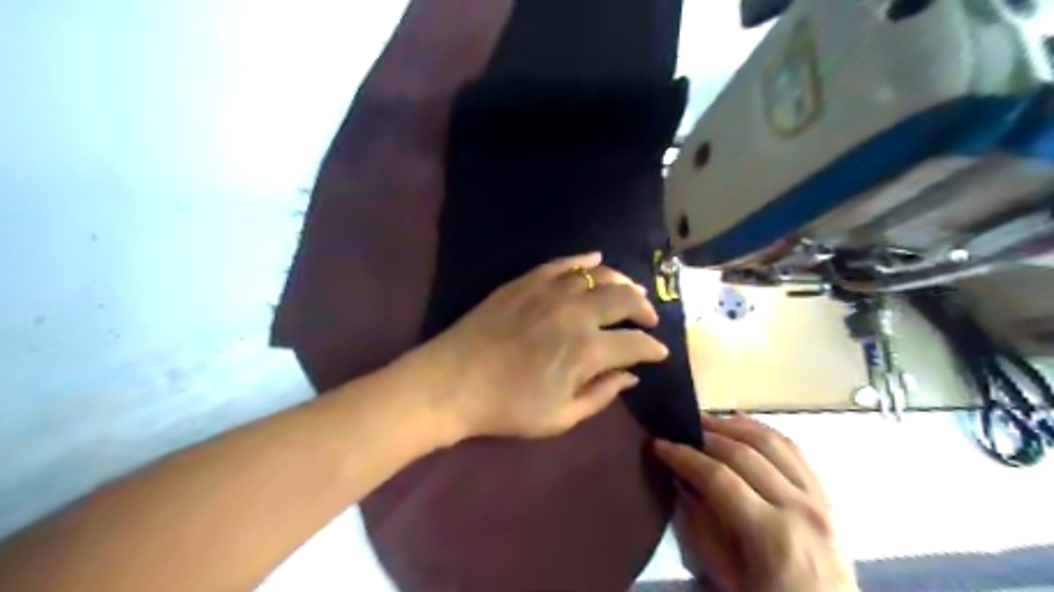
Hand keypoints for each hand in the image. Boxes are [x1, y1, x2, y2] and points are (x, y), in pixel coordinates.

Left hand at [411, 251, 664, 440]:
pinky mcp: (526, 281)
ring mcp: (550, 291)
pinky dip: (584, 261)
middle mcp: (576, 312)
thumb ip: (602, 394)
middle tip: (648, 318)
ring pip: (599, 275)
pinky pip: (563, 263)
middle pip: (625, 298)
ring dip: (621, 282)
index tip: (659, 353)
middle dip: (645, 308)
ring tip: (628, 291)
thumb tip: (631, 376)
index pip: (636, 343)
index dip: (654, 349)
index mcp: (587, 350)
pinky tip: (595, 261)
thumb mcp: (561, 417)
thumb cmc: (507, 407)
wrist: (452, 383)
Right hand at [656, 415, 858, 590]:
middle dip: (705, 435)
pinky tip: (743, 428)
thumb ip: (702, 529)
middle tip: (678, 427)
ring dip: (734, 425)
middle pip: (744, 453)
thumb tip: (681, 483)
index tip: (659, 445)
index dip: (685, 457)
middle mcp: (799, 508)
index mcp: (772, 536)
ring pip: (773, 441)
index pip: (719, 478)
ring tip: (706, 421)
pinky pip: (795, 451)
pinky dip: (764, 432)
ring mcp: (819, 500)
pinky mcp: (827, 497)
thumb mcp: (727, 579)